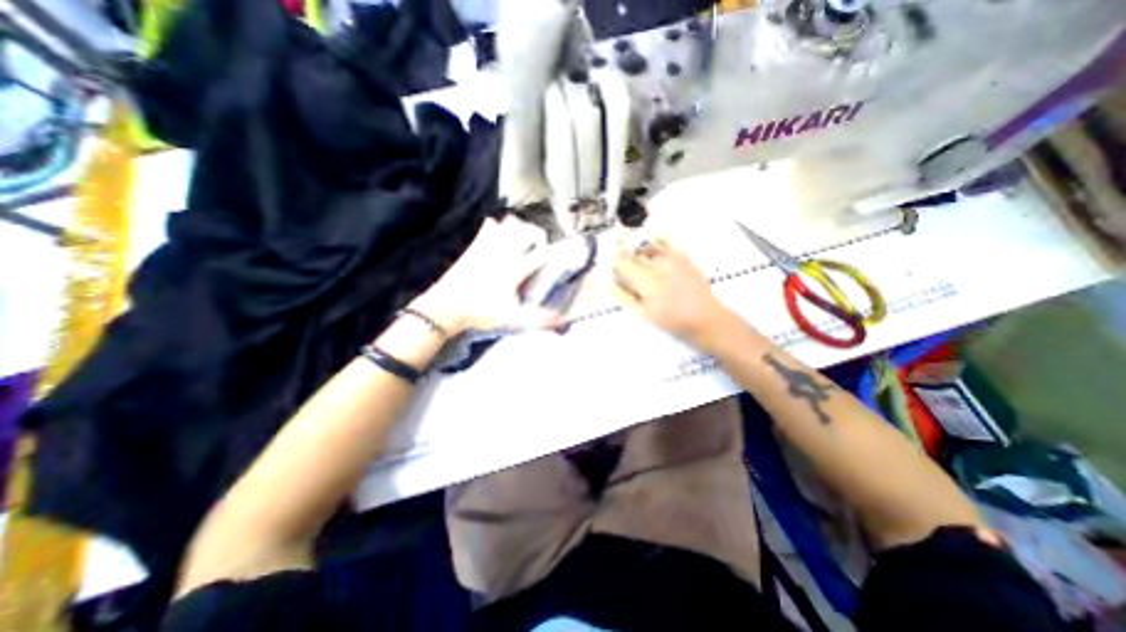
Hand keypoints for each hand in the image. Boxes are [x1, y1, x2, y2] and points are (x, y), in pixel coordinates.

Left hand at [409, 218, 556, 334]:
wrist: (446, 306)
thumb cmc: (481, 312)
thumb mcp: (513, 319)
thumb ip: (539, 319)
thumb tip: (563, 321)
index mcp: (515, 269)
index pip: (541, 254)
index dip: (552, 253)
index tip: (557, 255)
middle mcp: (504, 253)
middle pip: (527, 233)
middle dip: (538, 236)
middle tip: (539, 247)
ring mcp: (488, 247)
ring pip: (508, 226)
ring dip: (518, 228)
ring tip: (522, 238)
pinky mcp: (474, 247)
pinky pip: (487, 228)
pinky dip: (494, 226)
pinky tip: (496, 229)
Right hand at [615, 239, 729, 353]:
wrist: (704, 317)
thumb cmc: (671, 320)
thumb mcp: (643, 313)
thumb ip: (624, 296)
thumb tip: (608, 284)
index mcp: (645, 280)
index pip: (621, 262)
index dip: (614, 263)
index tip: (612, 267)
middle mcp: (656, 263)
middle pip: (633, 254)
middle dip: (626, 260)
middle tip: (627, 271)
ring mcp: (671, 257)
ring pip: (646, 247)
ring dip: (639, 253)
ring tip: (641, 264)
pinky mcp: (682, 255)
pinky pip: (664, 240)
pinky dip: (655, 240)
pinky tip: (652, 245)